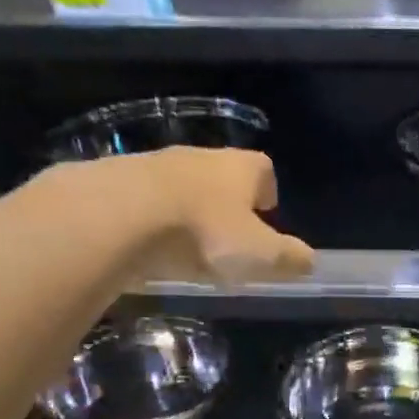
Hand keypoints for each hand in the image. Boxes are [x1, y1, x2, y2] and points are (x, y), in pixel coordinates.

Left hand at [51, 147, 314, 284]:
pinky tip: (141, 245)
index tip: (265, 213)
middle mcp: (196, 157)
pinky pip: (137, 197)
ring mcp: (149, 164)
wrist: (112, 217)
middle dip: (224, 199)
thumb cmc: (201, 234)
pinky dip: (144, 217)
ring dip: (182, 207)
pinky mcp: (109, 180)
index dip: (266, 188)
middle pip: (218, 172)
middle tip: (225, 234)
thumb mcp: (258, 256)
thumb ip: (288, 259)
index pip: (262, 168)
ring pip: (176, 183)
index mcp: (237, 169)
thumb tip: (309, 261)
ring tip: (181, 244)